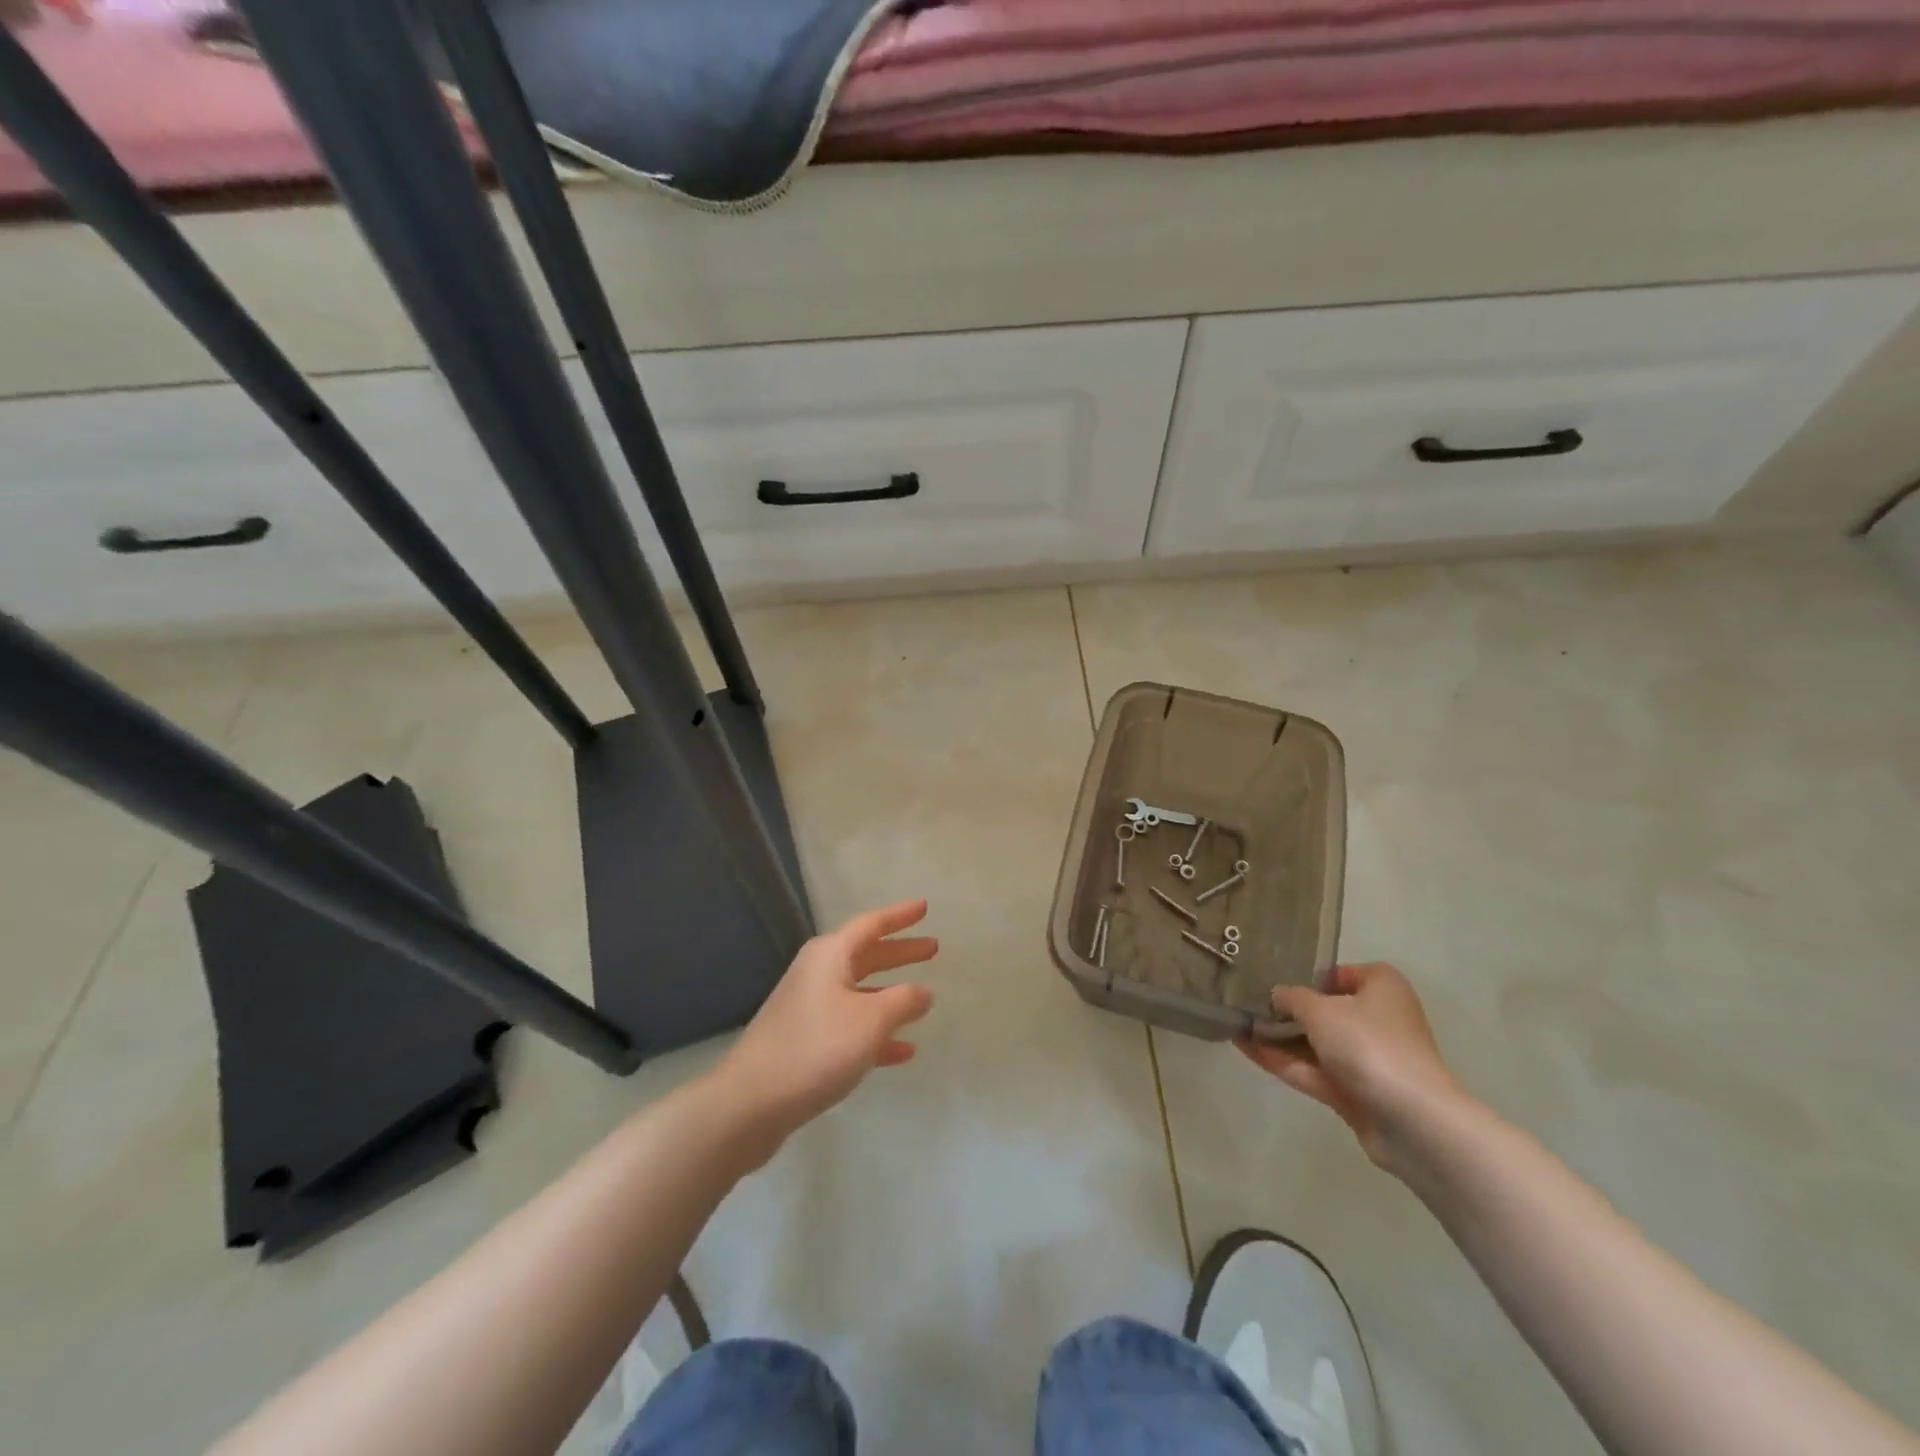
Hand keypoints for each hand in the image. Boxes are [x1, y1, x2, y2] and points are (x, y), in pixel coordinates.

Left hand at [714, 900, 937, 1150]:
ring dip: (890, 994)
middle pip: (866, 954)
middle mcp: (817, 973)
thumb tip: (923, 991)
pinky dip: (875, 1033)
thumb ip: (904, 1001)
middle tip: (932, 949)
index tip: (924, 907)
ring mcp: (808, 1007)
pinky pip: (849, 1026)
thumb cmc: (817, 1048)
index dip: (900, 916)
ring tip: (923, 1000)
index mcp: (830, 955)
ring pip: (859, 991)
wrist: (751, 1102)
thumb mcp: (871, 1020)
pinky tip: (902, 1051)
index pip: (872, 924)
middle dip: (899, 952)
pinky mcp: (804, 1041)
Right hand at [1237, 962, 1465, 1175]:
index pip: (1344, 972)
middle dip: (1288, 1008)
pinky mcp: (1355, 1092)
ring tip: (1235, 1022)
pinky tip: (1244, 1047)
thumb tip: (1276, 995)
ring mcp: (1367, 1059)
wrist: (1410, 1119)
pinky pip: (1312, 1070)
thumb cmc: (1368, 1044)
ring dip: (1278, 1035)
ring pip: (1315, 1042)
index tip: (1278, 976)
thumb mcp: (1319, 1009)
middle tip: (1247, 999)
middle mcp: (1378, 1019)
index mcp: (1382, 988)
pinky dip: (1281, 1060)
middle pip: (1326, 1009)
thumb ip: (1292, 997)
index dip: (1312, 973)